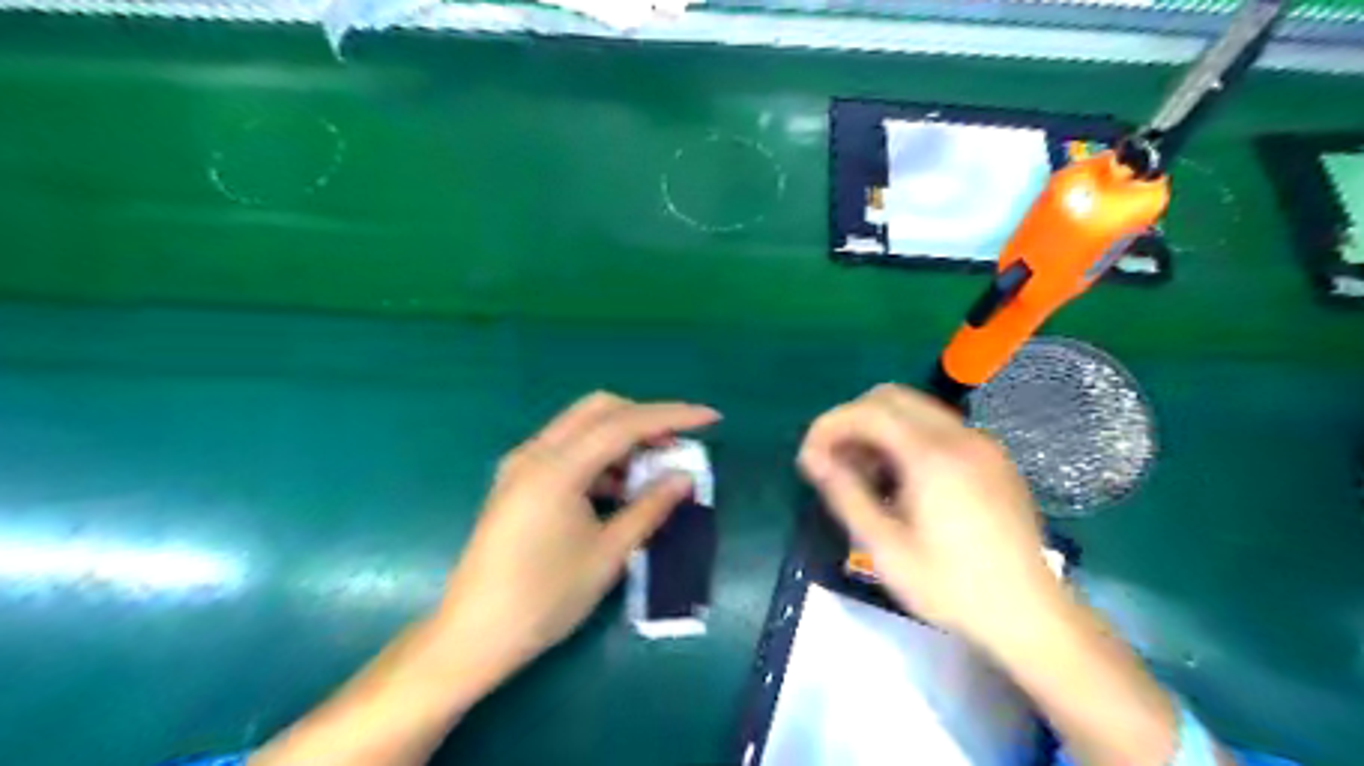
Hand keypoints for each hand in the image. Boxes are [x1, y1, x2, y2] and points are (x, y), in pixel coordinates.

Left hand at [438, 395, 717, 676]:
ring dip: (621, 437)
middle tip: (675, 445)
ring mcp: (521, 465)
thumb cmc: (544, 598)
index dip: (673, 416)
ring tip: (651, 472)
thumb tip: (684, 478)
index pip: (625, 423)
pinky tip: (617, 489)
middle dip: (644, 419)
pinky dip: (598, 456)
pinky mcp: (516, 481)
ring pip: (581, 427)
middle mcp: (535, 453)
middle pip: (599, 409)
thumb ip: (649, 508)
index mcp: (557, 468)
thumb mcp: (608, 554)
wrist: (473, 635)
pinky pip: (565, 450)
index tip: (711, 418)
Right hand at [801, 386, 1063, 649]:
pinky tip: (901, 482)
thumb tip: (813, 459)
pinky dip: (907, 438)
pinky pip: (939, 428)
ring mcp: (982, 444)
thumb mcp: (886, 549)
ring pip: (915, 410)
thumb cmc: (952, 588)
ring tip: (864, 476)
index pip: (868, 411)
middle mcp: (960, 436)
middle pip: (890, 397)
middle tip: (835, 463)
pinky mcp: (994, 458)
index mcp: (933, 456)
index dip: (829, 426)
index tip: (810, 459)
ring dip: (879, 429)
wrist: (1032, 616)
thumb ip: (845, 495)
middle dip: (853, 421)